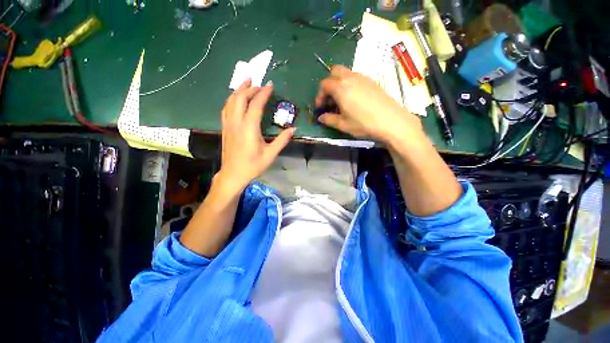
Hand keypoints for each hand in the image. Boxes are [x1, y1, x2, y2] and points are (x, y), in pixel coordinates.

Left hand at [218, 79, 294, 190]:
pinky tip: (235, 99)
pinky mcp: (225, 128)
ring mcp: (228, 125)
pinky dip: (231, 100)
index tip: (270, 85)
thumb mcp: (271, 154)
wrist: (233, 174)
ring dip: (238, 90)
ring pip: (230, 101)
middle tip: (258, 83)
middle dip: (249, 88)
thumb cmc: (253, 165)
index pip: (256, 104)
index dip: (263, 93)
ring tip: (246, 83)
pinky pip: (226, 109)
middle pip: (240, 98)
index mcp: (249, 128)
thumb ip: (282, 140)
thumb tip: (293, 129)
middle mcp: (237, 122)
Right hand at [315, 65, 422, 142]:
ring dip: (339, 84)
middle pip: (334, 72)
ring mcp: (363, 77)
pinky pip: (356, 77)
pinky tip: (353, 99)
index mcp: (340, 87)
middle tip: (330, 100)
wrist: (391, 121)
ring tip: (341, 101)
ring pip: (346, 73)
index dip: (319, 96)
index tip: (320, 108)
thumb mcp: (342, 124)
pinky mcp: (372, 81)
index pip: (324, 85)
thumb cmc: (363, 123)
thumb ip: (329, 119)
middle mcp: (350, 77)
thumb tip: (320, 117)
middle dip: (329, 84)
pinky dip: (349, 84)